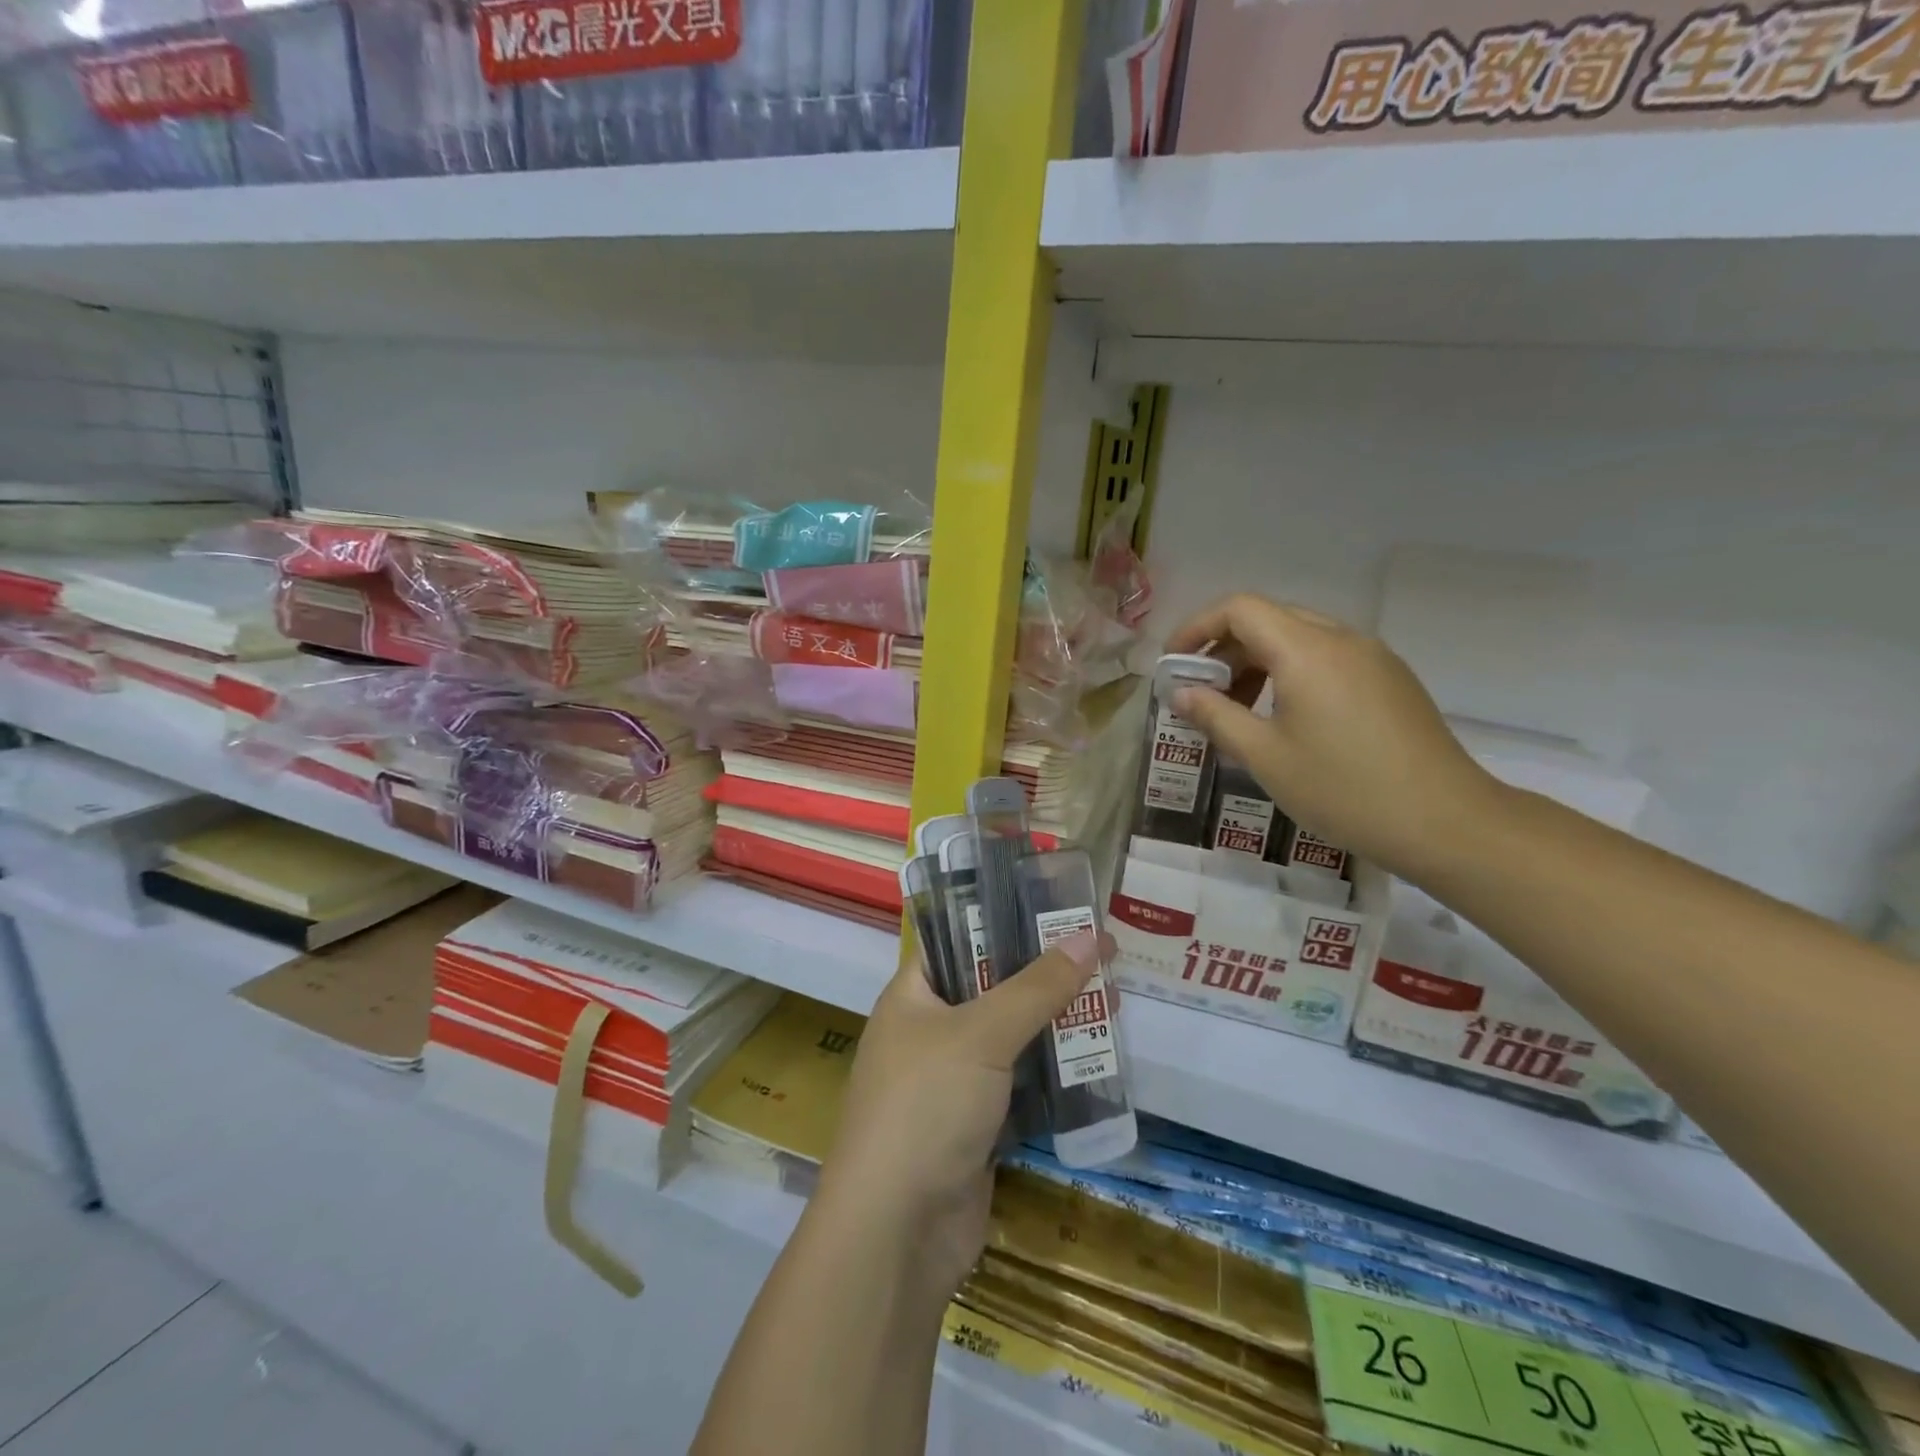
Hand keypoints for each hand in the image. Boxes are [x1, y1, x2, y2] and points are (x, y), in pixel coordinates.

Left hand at [815, 931, 1101, 1298]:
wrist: (896, 1234)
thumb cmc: (925, 1107)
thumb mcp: (982, 1034)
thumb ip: (1037, 987)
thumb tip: (1090, 936)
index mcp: (913, 995)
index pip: (959, 939)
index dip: (1006, 921)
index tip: (1059, 910)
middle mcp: (930, 1031)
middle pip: (994, 987)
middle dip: (1046, 975)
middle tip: (1103, 957)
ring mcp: (954, 1082)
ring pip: (1014, 1037)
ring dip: (1058, 1023)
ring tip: (1113, 1001)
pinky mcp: (978, 1125)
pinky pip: (1023, 1085)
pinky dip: (1056, 1072)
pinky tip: (1098, 1059)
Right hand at [1165, 593, 1499, 880]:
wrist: (1446, 822)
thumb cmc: (1343, 789)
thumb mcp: (1265, 756)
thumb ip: (1216, 716)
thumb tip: (1181, 693)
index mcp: (1306, 650)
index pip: (1239, 609)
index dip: (1197, 628)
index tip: (1174, 664)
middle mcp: (1342, 639)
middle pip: (1269, 619)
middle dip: (1225, 648)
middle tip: (1201, 691)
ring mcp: (1373, 657)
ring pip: (1300, 638)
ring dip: (1258, 662)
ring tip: (1240, 710)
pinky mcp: (1391, 680)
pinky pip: (1328, 658)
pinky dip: (1292, 673)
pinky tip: (1286, 718)